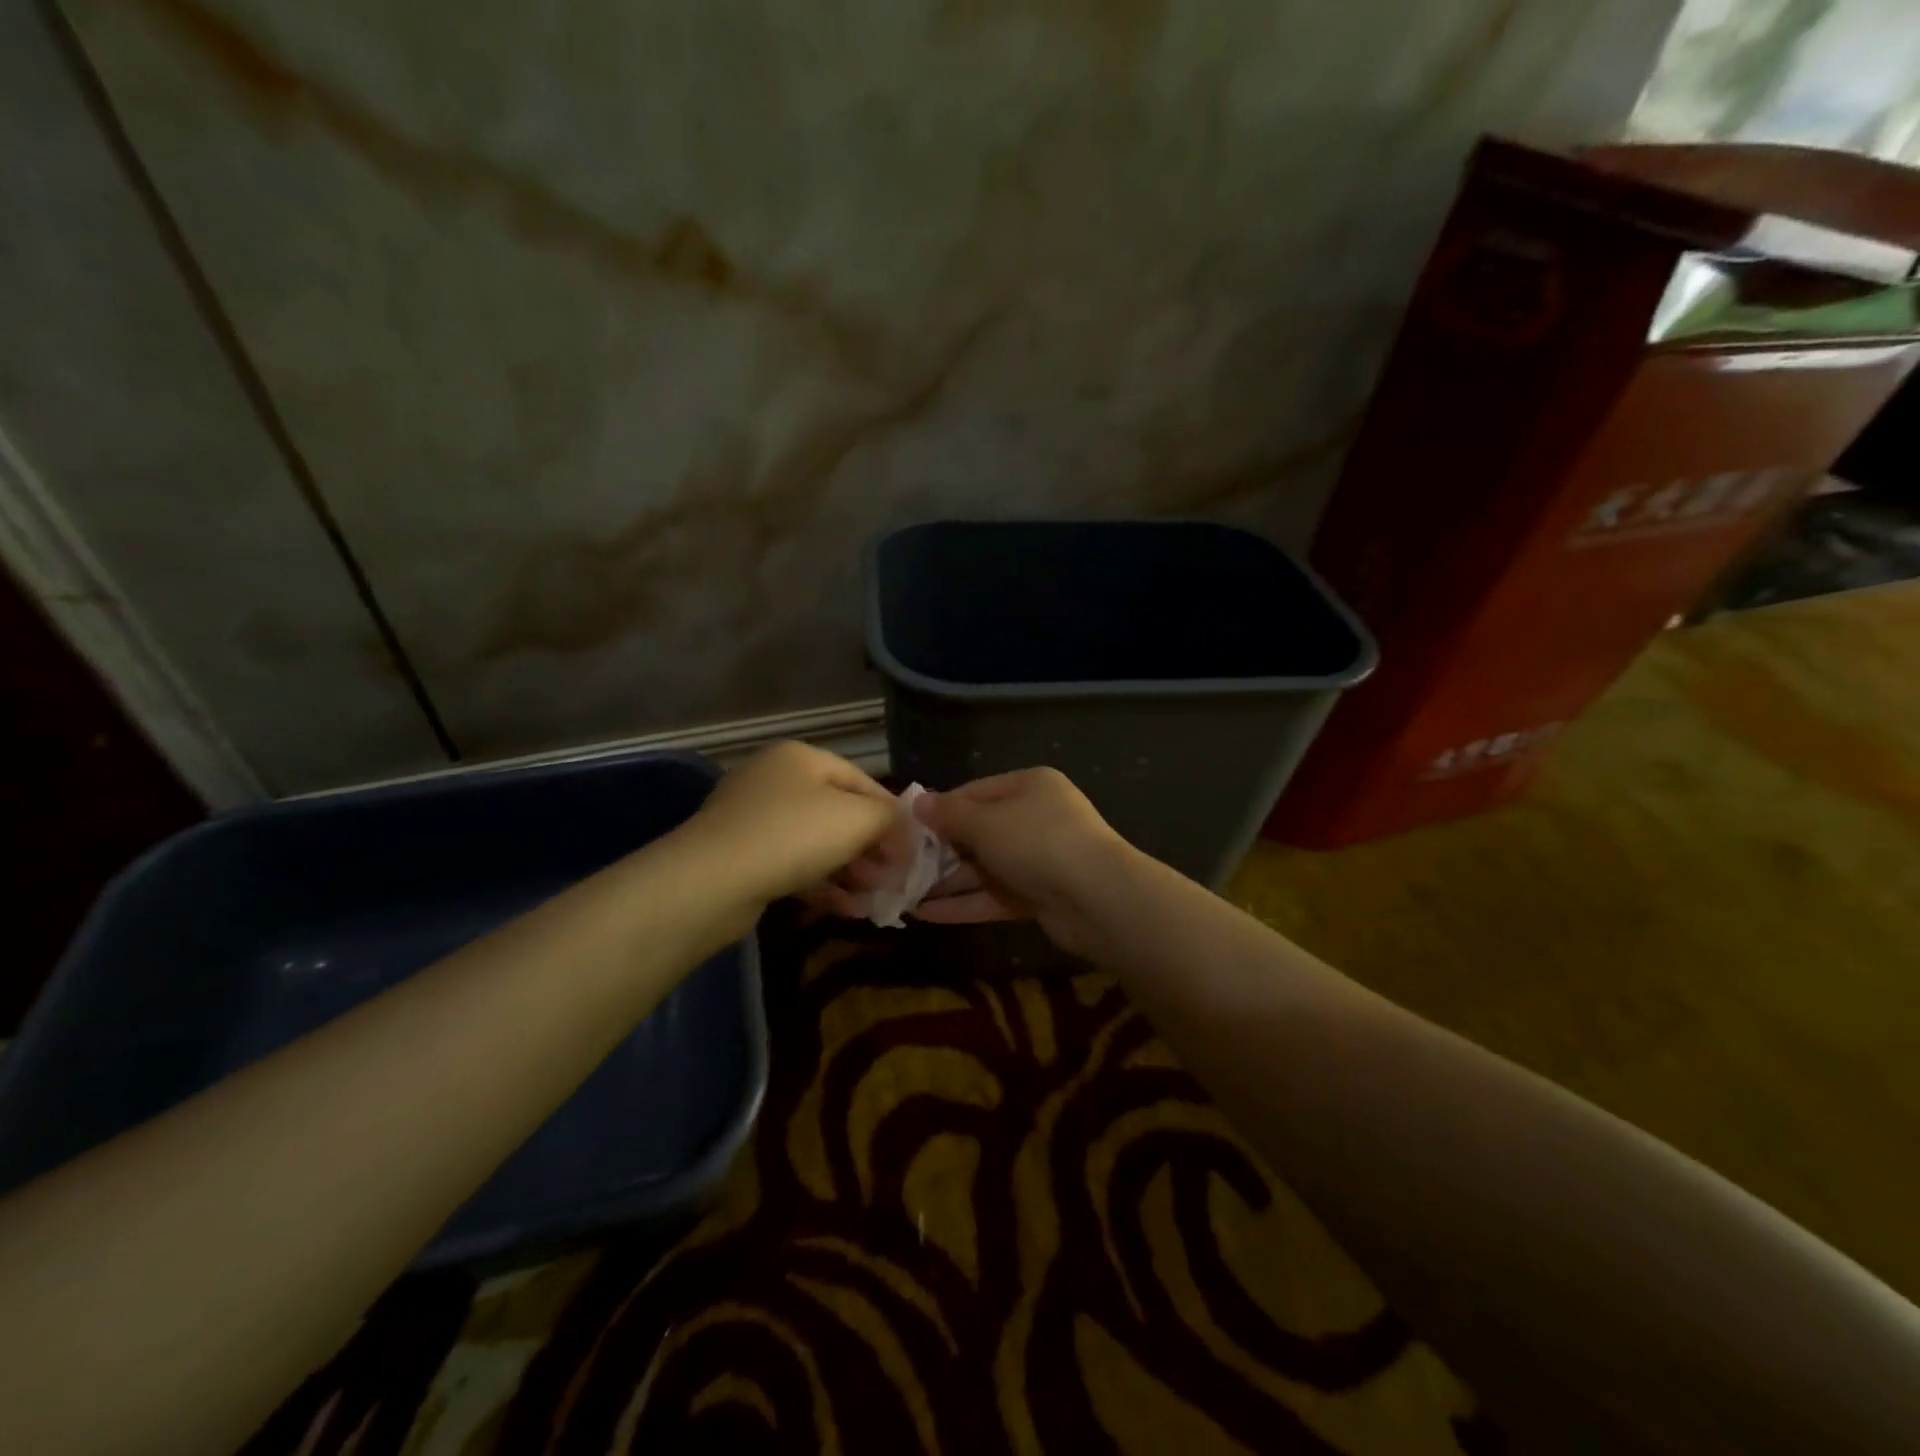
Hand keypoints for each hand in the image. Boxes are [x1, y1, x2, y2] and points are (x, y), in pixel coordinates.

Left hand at [677, 742, 899, 912]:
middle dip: (871, 848)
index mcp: (802, 758)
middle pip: (839, 813)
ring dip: (851, 871)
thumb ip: (889, 818)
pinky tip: (846, 910)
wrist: (711, 881)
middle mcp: (775, 780)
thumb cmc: (793, 835)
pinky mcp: (741, 856)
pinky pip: (792, 865)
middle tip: (893, 879)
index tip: (913, 850)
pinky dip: (822, 884)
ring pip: (816, 843)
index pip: (863, 781)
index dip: (892, 816)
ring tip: (874, 900)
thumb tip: (903, 828)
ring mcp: (753, 818)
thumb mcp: (857, 819)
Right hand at [910, 768, 1133, 957]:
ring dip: (946, 881)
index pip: (974, 792)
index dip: (940, 810)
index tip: (906, 827)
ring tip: (903, 894)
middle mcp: (1035, 818)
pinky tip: (925, 914)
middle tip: (900, 865)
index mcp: (1029, 786)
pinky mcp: (1038, 896)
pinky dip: (962, 904)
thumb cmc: (1037, 842)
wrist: (1097, 898)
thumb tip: (917, 802)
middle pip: (978, 832)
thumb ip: (949, 815)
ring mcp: (1038, 860)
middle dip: (939, 851)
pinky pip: (993, 896)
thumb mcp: (986, 822)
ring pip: (983, 868)